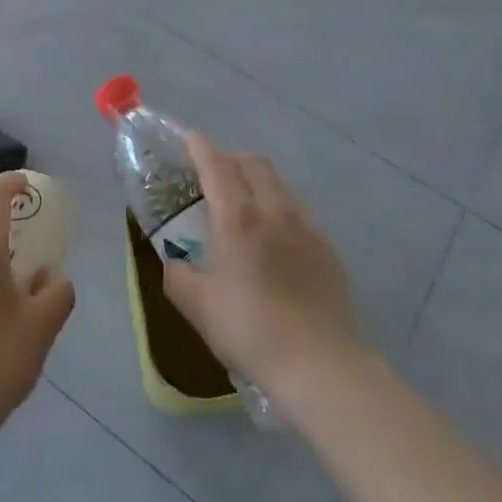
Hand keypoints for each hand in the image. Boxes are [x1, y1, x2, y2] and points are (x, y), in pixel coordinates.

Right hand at [160, 134, 357, 396]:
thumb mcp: (197, 307)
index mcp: (238, 219)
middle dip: (231, 158)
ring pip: (281, 183)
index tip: (189, 138)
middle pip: (254, 164)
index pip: (216, 166)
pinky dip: (281, 205)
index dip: (200, 148)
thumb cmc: (249, 331)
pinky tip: (276, 233)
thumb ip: (177, 275)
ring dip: (258, 179)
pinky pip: (300, 210)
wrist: (318, 363)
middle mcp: (274, 210)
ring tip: (245, 198)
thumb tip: (173, 259)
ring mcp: (306, 226)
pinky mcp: (327, 247)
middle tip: (214, 171)